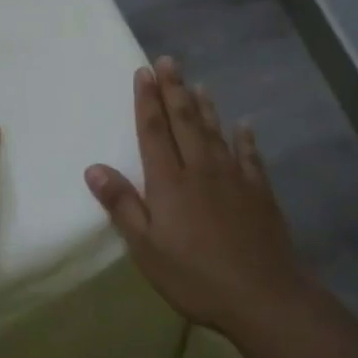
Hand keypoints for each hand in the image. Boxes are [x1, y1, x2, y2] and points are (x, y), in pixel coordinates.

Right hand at [84, 57, 305, 332]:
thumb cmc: (194, 276)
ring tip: (197, 83)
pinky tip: (244, 125)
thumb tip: (94, 167)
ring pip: (215, 132)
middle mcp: (200, 169)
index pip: (153, 130)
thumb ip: (122, 204)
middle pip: (184, 121)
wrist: (263, 296)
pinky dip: (245, 138)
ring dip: (205, 106)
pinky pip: (249, 156)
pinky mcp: (259, 192)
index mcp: (169, 181)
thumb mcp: (146, 247)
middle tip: (168, 61)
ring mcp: (233, 178)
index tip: (143, 72)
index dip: (146, 100)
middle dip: (174, 89)